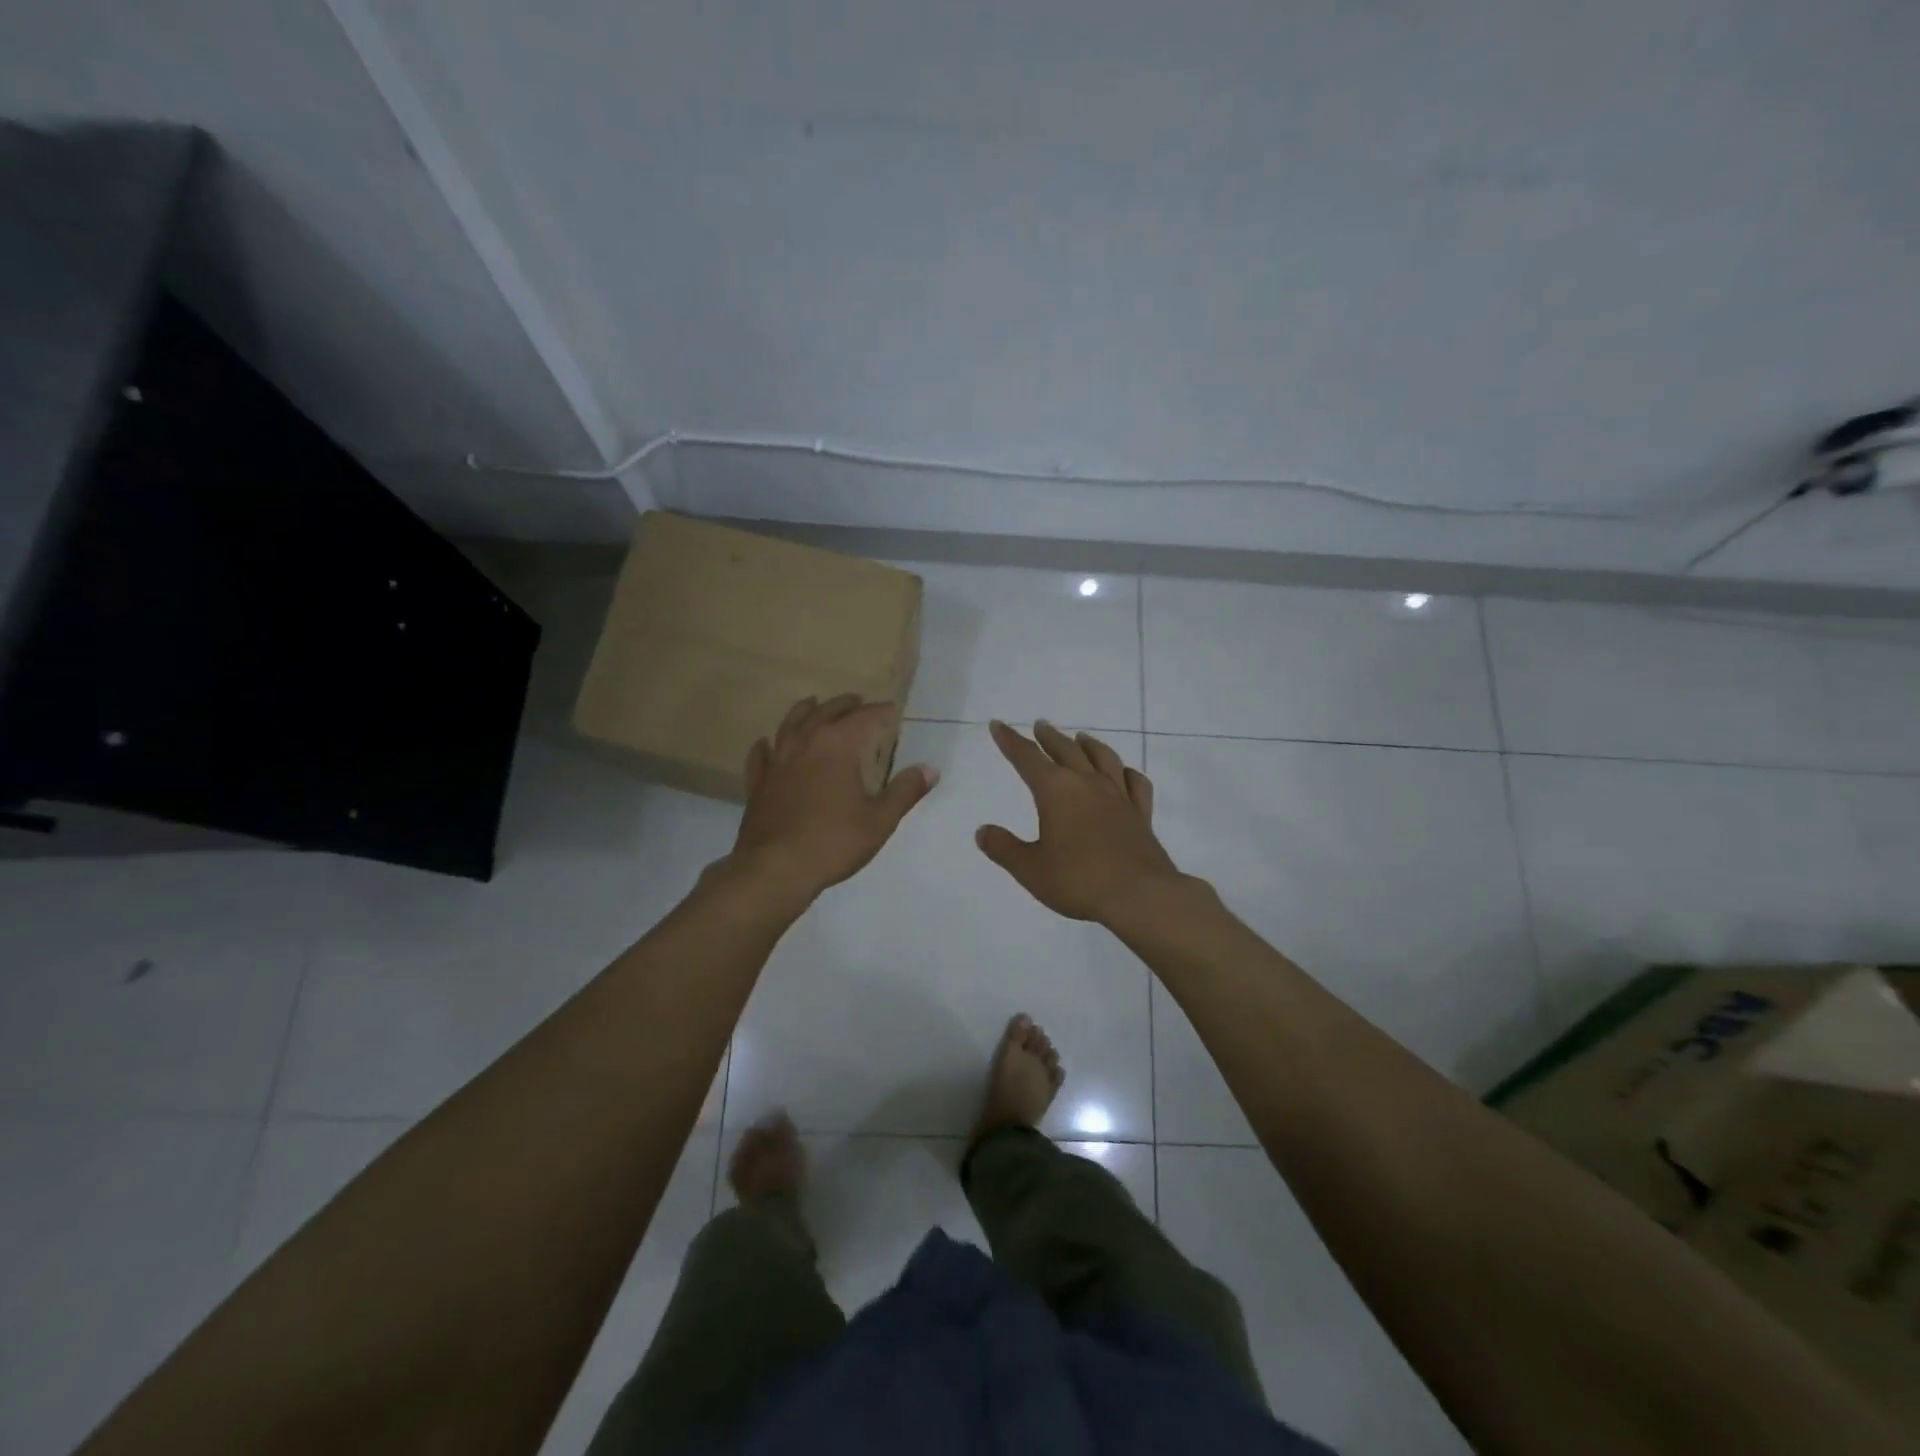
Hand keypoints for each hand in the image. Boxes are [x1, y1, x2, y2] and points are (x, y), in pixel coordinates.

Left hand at [727, 694, 937, 904]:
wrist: (775, 869)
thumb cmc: (833, 842)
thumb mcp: (879, 820)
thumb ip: (904, 791)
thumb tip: (930, 770)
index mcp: (837, 747)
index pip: (863, 718)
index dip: (879, 711)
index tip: (892, 709)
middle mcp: (805, 744)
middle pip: (825, 713)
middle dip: (844, 705)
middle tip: (857, 701)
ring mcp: (777, 762)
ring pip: (790, 725)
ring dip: (805, 711)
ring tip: (813, 704)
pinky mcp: (758, 783)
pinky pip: (761, 755)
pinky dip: (766, 745)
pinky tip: (766, 744)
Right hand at [976, 720, 1180, 922]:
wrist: (1139, 895)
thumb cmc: (1078, 880)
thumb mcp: (1030, 869)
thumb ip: (1004, 848)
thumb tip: (983, 831)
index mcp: (1056, 791)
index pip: (1027, 758)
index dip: (1010, 741)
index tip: (999, 726)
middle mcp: (1088, 784)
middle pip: (1066, 750)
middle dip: (1049, 737)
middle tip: (1040, 725)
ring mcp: (1119, 797)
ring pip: (1103, 758)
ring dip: (1089, 745)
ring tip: (1081, 737)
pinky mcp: (1141, 815)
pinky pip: (1135, 783)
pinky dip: (1127, 772)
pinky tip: (1124, 772)